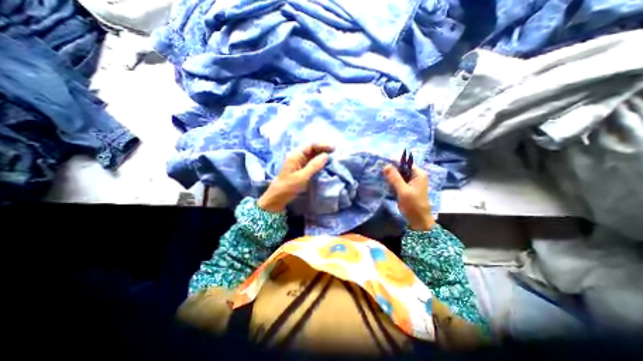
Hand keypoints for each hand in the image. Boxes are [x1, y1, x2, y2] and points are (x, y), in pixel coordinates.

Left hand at [258, 142, 334, 211]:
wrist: (277, 198)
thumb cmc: (288, 187)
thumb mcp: (302, 176)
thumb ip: (314, 165)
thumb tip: (326, 155)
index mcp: (296, 155)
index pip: (311, 146)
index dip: (322, 145)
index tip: (333, 149)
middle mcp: (298, 157)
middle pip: (312, 149)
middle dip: (324, 149)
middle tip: (336, 152)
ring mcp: (299, 163)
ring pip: (313, 156)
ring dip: (322, 155)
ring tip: (333, 157)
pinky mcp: (301, 170)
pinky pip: (312, 163)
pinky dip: (319, 162)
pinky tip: (326, 164)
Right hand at [383, 163, 433, 231]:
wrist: (419, 221)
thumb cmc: (413, 205)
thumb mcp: (403, 191)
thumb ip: (394, 178)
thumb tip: (385, 165)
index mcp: (418, 174)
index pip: (405, 163)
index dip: (394, 162)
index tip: (382, 162)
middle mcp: (416, 176)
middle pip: (401, 168)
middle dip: (391, 169)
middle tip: (379, 170)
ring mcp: (411, 182)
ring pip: (399, 175)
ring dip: (390, 176)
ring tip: (380, 176)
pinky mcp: (407, 188)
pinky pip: (398, 182)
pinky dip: (392, 182)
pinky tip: (385, 183)